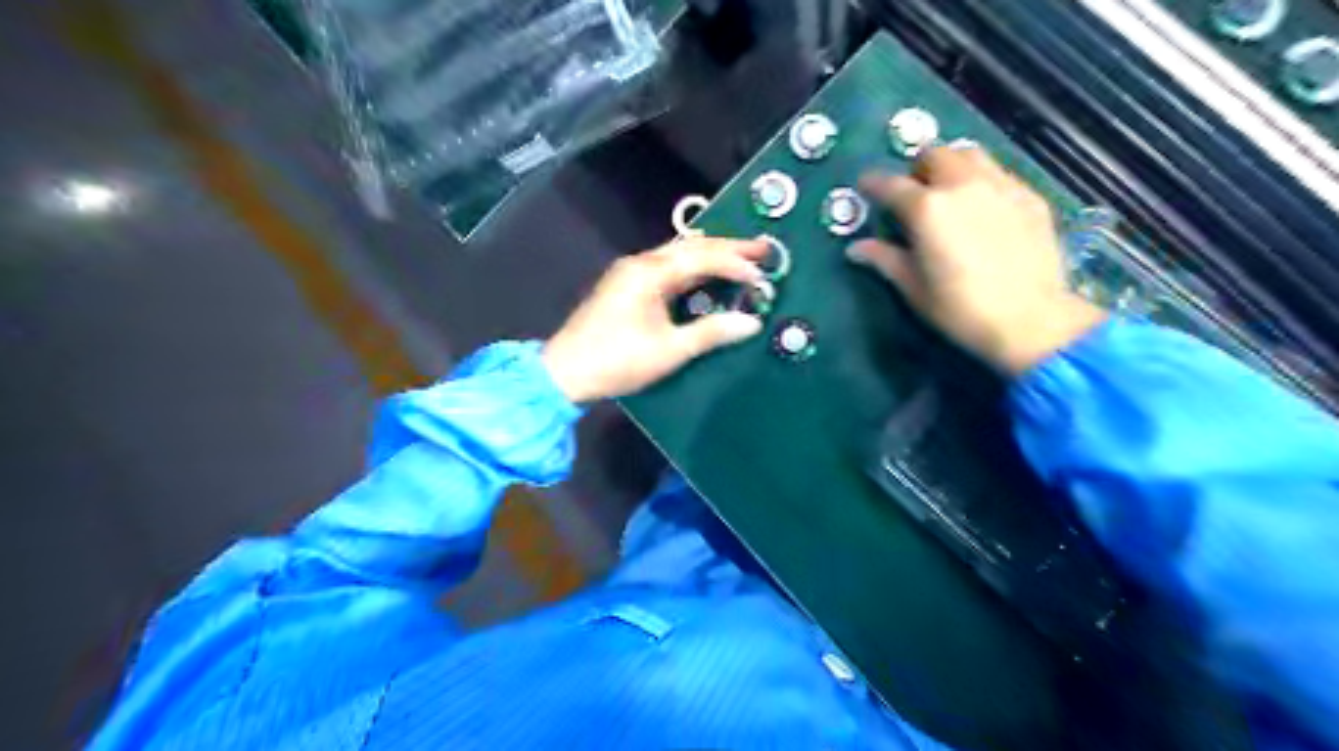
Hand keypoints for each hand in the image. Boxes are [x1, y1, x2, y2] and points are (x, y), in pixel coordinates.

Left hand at [543, 236, 768, 404]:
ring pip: (678, 253)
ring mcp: (631, 272)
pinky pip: (667, 266)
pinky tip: (706, 274)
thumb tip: (751, 323)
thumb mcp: (670, 351)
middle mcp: (641, 263)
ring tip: (742, 256)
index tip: (762, 274)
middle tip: (763, 248)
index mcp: (651, 273)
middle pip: (691, 246)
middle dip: (728, 247)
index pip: (702, 258)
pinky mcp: (627, 285)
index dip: (736, 264)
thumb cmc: (618, 361)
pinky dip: (692, 267)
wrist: (566, 372)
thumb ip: (711, 333)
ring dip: (710, 254)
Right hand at [850, 144, 1104, 374]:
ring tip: (949, 191)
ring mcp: (1000, 186)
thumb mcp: (914, 288)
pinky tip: (983, 207)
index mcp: (927, 209)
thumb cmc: (960, 308)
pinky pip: (999, 174)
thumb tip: (856, 248)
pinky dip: (982, 180)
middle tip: (913, 193)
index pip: (890, 184)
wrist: (1030, 319)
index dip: (873, 183)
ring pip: (970, 154)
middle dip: (917, 169)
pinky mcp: (1029, 197)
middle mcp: (962, 185)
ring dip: (952, 165)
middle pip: (934, 155)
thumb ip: (885, 259)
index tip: (865, 186)